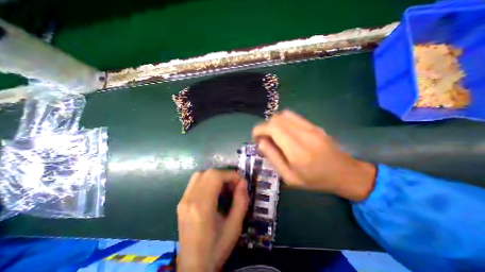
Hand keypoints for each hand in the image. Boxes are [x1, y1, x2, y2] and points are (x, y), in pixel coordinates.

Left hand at [176, 170, 247, 269]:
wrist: (193, 266)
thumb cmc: (216, 247)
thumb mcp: (235, 226)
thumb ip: (241, 201)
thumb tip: (243, 182)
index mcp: (202, 207)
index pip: (215, 176)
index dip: (230, 175)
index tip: (240, 182)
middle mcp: (189, 199)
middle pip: (208, 173)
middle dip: (224, 175)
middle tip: (233, 186)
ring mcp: (183, 200)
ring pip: (200, 175)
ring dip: (215, 176)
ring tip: (224, 188)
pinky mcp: (181, 202)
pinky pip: (195, 182)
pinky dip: (207, 181)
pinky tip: (214, 192)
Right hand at [253, 110, 375, 200]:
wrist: (344, 173)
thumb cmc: (315, 180)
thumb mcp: (289, 177)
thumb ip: (273, 158)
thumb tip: (260, 142)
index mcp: (297, 151)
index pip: (273, 128)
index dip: (259, 129)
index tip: (255, 138)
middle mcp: (304, 134)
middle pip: (276, 119)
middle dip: (264, 127)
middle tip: (263, 139)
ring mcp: (311, 127)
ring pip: (283, 115)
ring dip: (273, 123)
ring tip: (273, 136)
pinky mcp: (314, 125)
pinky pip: (293, 116)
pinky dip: (283, 121)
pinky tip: (284, 132)